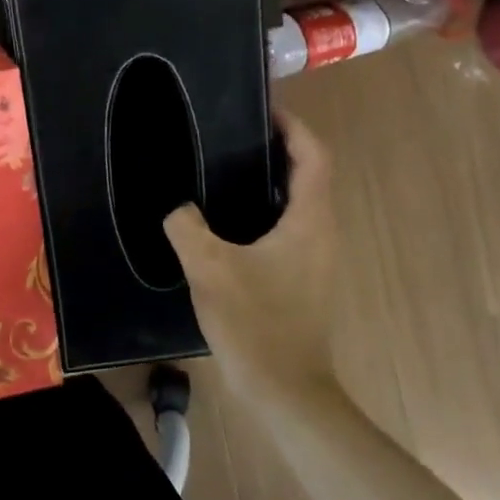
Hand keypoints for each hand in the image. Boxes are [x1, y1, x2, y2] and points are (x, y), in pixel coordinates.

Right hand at [163, 113, 338, 394]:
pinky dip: (264, 209)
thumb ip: (186, 226)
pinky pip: (288, 228)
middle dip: (278, 148)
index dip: (294, 127)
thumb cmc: (255, 322)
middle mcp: (322, 234)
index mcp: (309, 222)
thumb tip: (178, 207)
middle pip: (309, 176)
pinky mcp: (303, 279)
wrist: (284, 390)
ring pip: (298, 204)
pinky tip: (226, 220)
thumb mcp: (208, 267)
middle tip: (233, 134)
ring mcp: (315, 259)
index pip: (314, 157)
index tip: (263, 108)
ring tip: (225, 168)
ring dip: (270, 180)